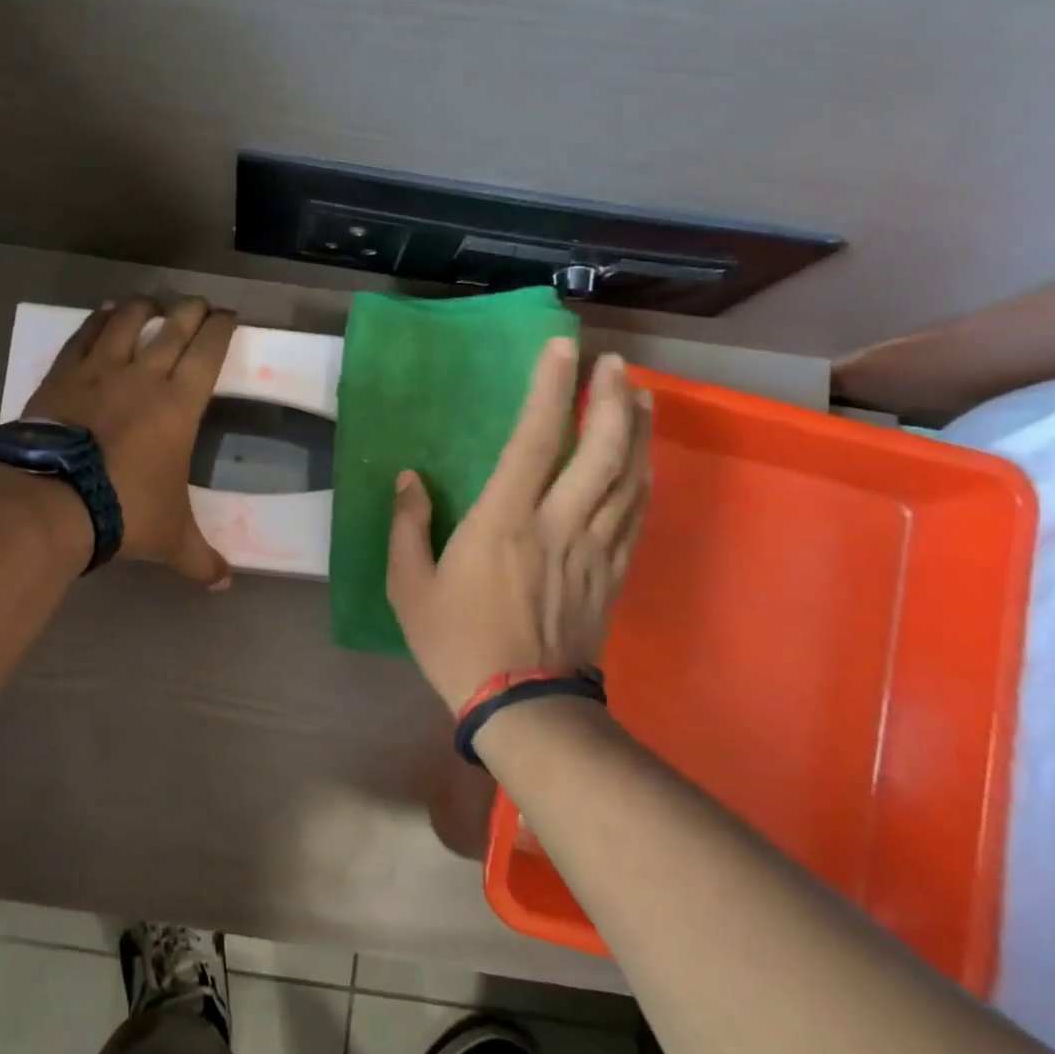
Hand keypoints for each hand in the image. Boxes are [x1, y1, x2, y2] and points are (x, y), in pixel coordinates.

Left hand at [24, 296, 238, 587]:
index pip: (209, 351)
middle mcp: (144, 375)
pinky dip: (98, 320)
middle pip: (174, 326)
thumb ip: (201, 559)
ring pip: (127, 321)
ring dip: (144, 307)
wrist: (53, 502)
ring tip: (151, 302)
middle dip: (191, 310)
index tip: (229, 316)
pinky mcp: (63, 375)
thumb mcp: (171, 539)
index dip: (222, 328)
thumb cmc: (125, 512)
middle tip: (199, 304)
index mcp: (179, 404)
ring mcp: (100, 370)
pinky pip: (85, 336)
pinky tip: (104, 313)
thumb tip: (226, 584)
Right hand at [386, 339, 651, 712]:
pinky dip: (645, 479)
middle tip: (613, 363)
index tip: (561, 349)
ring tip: (638, 395)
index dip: (550, 390)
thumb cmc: (456, 642)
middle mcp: (558, 524)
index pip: (535, 440)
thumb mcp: (409, 587)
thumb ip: (408, 527)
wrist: (521, 704)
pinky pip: (637, 515)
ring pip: (629, 478)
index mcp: (503, 522)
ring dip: (636, 431)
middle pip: (600, 450)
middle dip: (610, 399)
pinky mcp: (612, 573)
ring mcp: (593, 549)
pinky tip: (646, 460)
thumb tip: (411, 480)